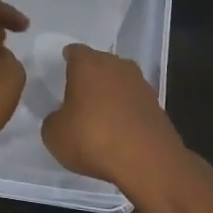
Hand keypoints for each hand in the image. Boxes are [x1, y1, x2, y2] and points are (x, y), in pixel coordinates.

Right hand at [40, 44, 191, 191]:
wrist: (147, 160)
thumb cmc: (92, 138)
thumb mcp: (54, 134)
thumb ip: (54, 119)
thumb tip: (62, 117)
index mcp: (88, 64)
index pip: (75, 52)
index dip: (68, 59)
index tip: (63, 68)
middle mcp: (117, 66)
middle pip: (101, 63)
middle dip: (90, 75)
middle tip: (78, 92)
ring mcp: (141, 85)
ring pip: (120, 81)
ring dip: (111, 93)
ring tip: (99, 112)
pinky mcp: (158, 106)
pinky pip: (134, 102)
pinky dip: (126, 111)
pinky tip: (119, 129)